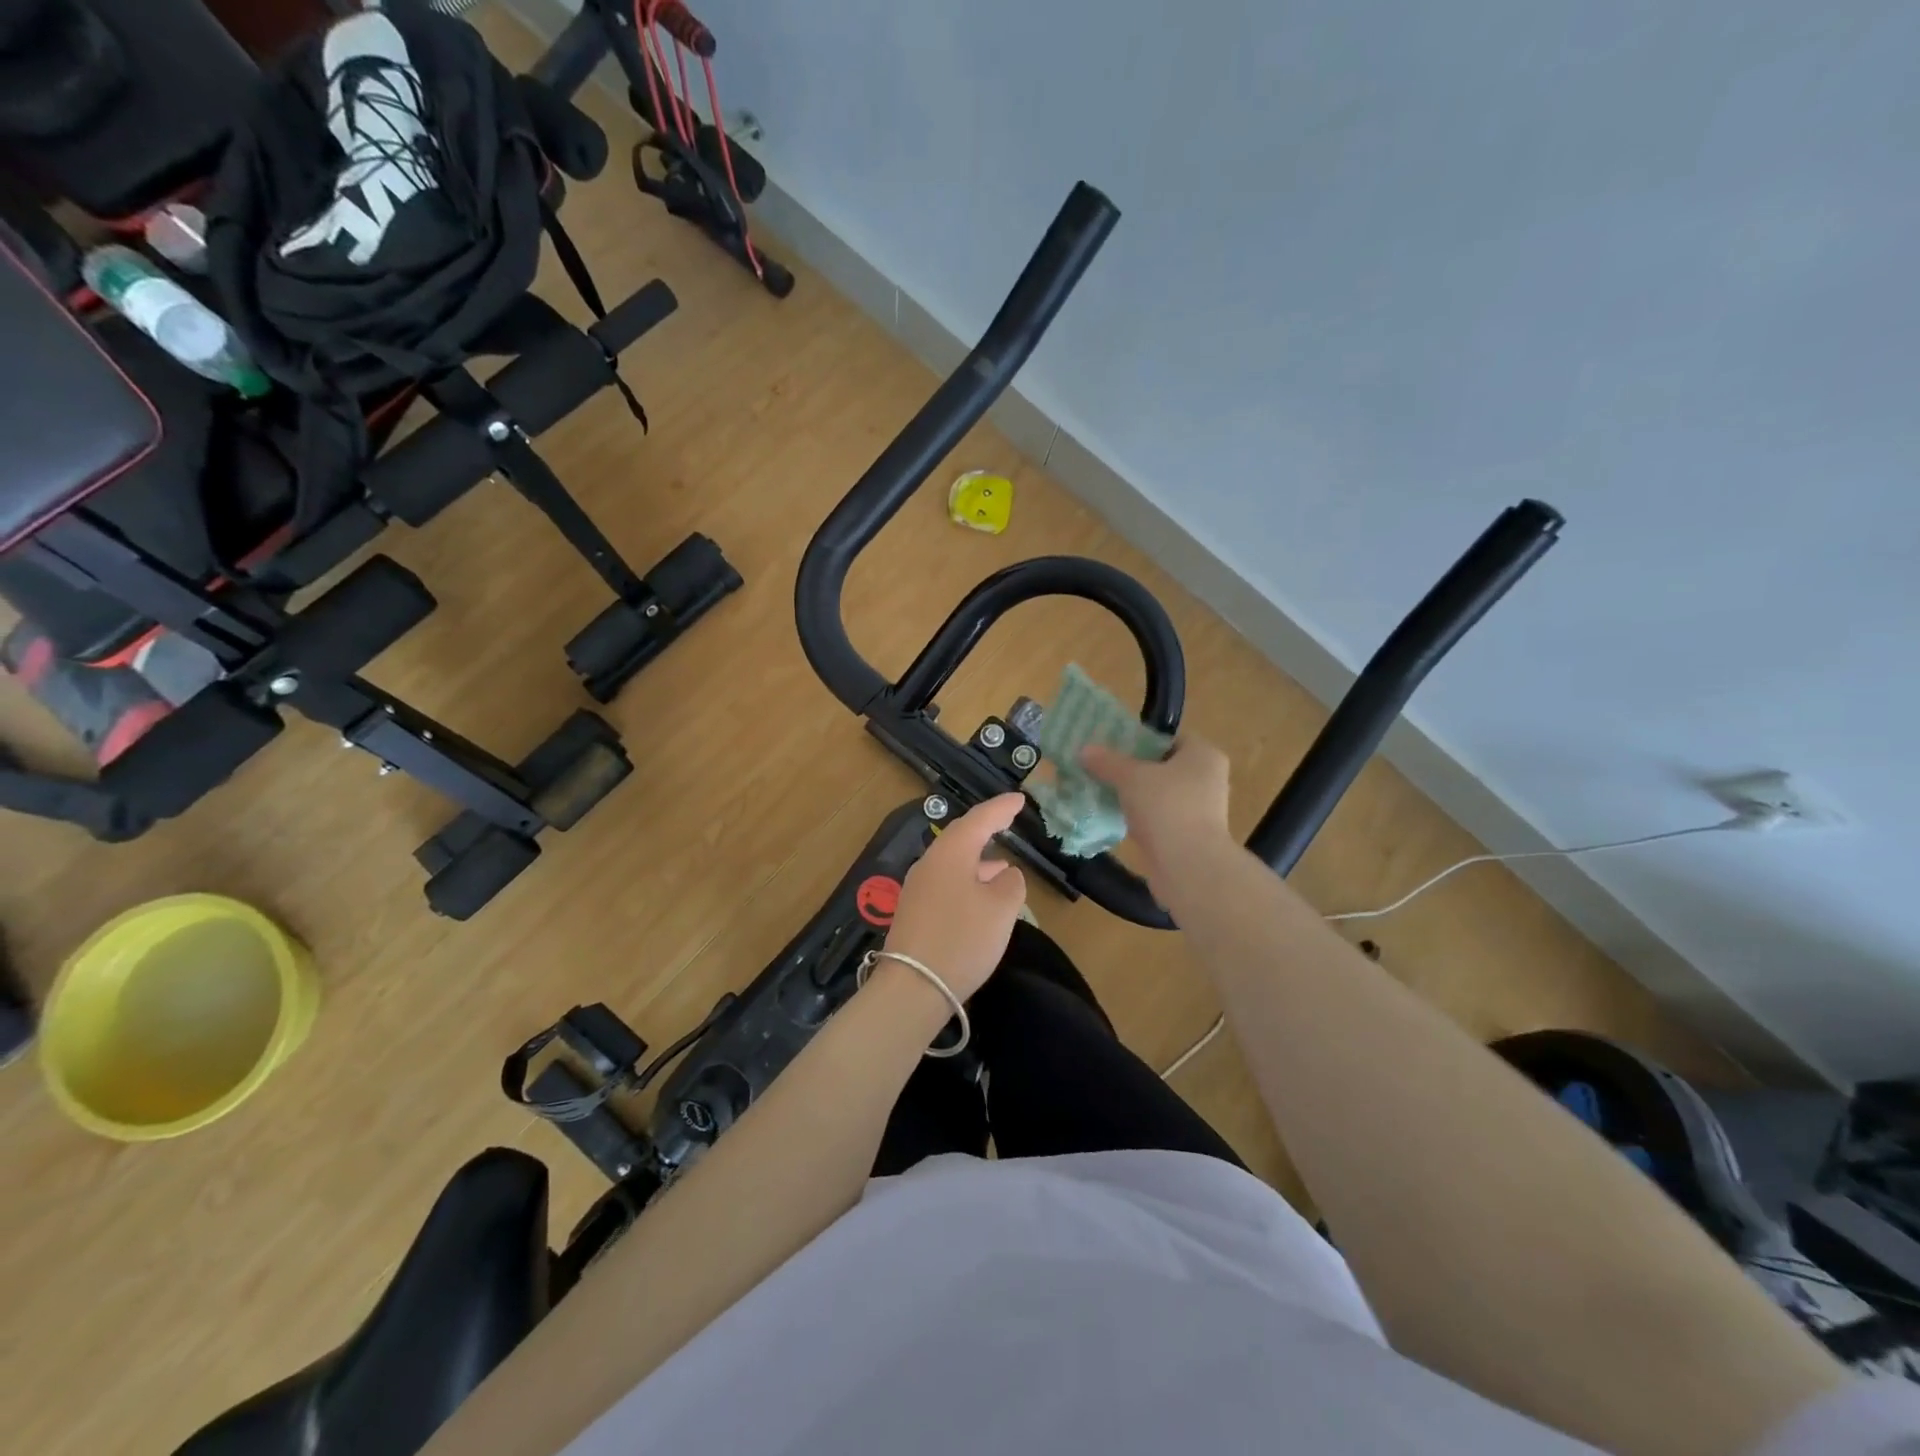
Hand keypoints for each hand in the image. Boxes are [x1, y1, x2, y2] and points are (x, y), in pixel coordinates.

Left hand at [883, 793, 1028, 1000]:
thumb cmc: (962, 940)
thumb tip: (1005, 875)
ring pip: (953, 863)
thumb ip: (1011, 885)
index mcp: (950, 853)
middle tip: (1007, 820)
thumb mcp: (1001, 909)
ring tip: (1003, 866)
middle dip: (986, 829)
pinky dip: (968, 881)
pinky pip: (946, 883)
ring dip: (978, 860)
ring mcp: (918, 889)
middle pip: (960, 838)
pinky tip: (981, 897)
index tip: (1020, 800)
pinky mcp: (915, 913)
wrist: (913, 988)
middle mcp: (930, 864)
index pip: (979, 819)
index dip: (1001, 808)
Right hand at [1082, 735, 1232, 889]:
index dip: (1140, 739)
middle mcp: (1208, 780)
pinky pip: (1159, 819)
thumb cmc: (1166, 807)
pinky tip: (1115, 818)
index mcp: (1203, 756)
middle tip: (1102, 768)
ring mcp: (1201, 811)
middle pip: (1163, 767)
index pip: (1169, 738)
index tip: (1112, 746)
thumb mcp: (1130, 777)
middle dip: (1133, 769)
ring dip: (1135, 796)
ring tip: (1102, 792)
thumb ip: (1107, 762)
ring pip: (1160, 795)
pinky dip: (1140, 818)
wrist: (1188, 866)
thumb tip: (1084, 750)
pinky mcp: (1189, 837)